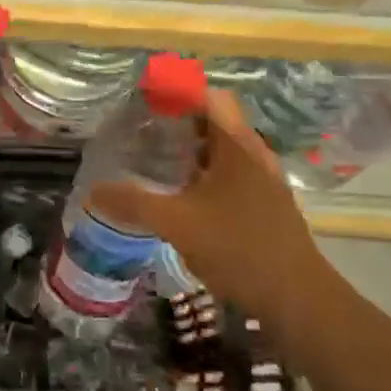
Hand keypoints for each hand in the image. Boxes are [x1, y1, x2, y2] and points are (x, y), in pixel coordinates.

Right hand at [87, 90, 326, 321]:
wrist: (298, 299)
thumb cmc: (238, 248)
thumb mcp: (177, 224)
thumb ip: (133, 204)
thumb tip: (93, 192)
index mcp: (237, 146)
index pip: (210, 96)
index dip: (179, 90)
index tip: (148, 97)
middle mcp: (255, 155)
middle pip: (218, 120)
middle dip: (182, 119)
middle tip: (146, 128)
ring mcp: (265, 182)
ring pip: (226, 149)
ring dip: (195, 148)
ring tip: (160, 160)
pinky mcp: (268, 206)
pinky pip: (233, 174)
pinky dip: (207, 173)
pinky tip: (186, 196)